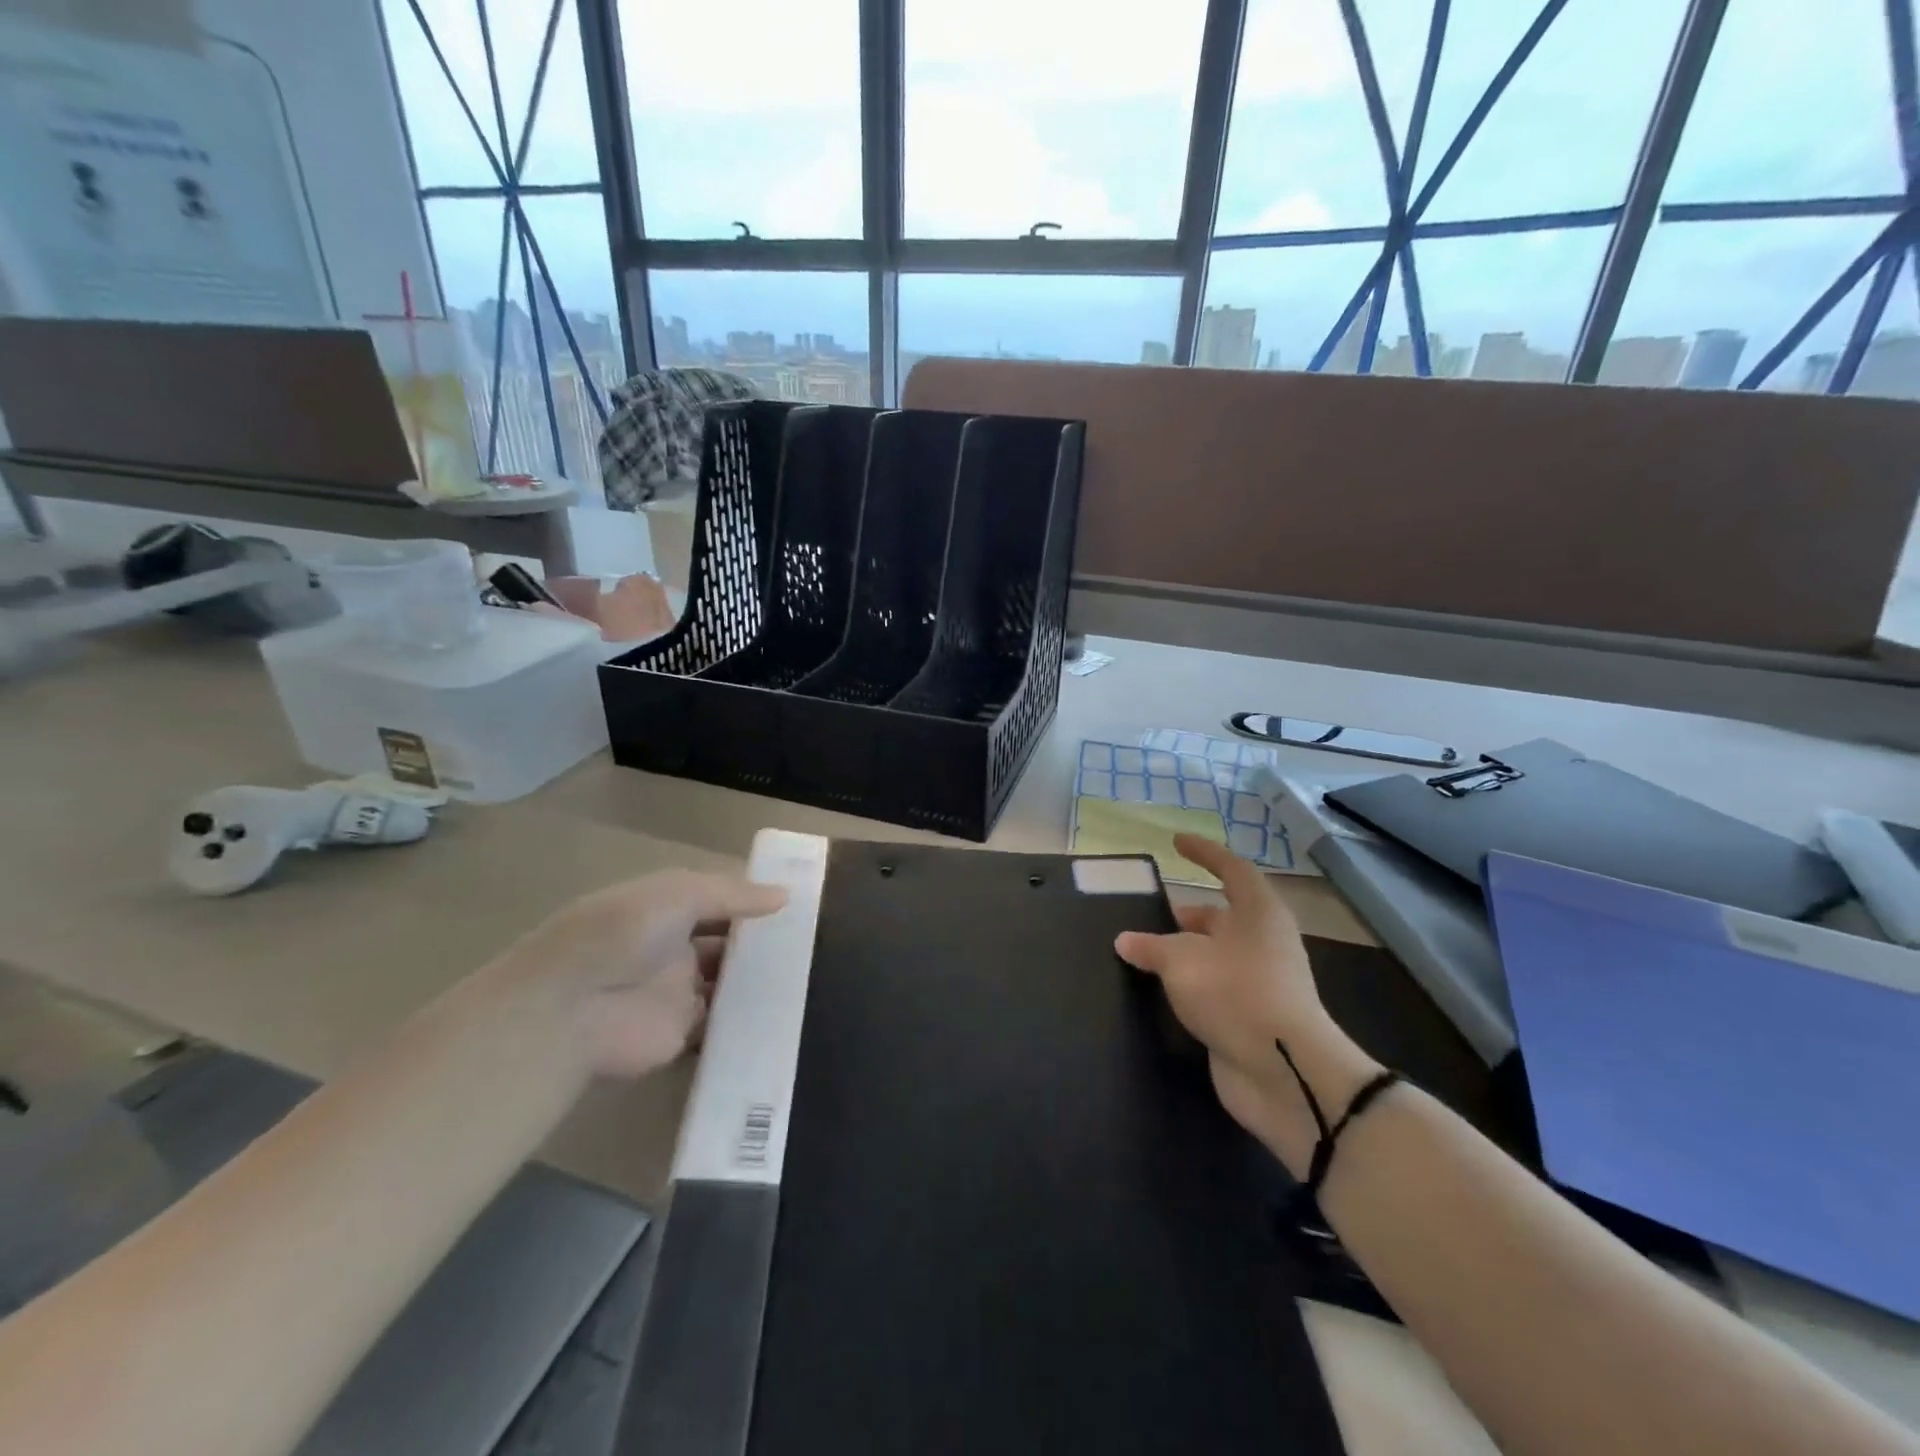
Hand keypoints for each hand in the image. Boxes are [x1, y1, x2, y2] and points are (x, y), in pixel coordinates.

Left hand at [494, 870, 785, 1078]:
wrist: (571, 1007)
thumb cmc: (623, 932)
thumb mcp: (679, 893)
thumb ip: (733, 895)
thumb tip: (786, 896)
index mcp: (667, 910)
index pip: (718, 902)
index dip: (752, 902)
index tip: (797, 905)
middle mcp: (673, 948)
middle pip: (726, 944)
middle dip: (761, 943)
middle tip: (813, 944)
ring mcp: (677, 992)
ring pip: (728, 984)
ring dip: (758, 980)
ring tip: (812, 976)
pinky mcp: (682, 1033)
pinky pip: (722, 1025)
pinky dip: (748, 1020)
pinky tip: (788, 1013)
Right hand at [1115, 834, 1379, 1172]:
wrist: (1285, 1073)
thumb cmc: (1236, 994)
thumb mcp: (1182, 961)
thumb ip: (1151, 947)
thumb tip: (1126, 940)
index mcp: (1258, 913)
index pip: (1230, 869)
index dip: (1203, 853)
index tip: (1175, 843)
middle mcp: (1263, 941)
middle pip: (1221, 916)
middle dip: (1185, 916)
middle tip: (1147, 918)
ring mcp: (1260, 982)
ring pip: (1215, 955)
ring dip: (1183, 954)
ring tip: (1142, 955)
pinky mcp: (1251, 1017)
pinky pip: (1213, 989)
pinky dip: (1188, 985)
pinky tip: (1159, 991)